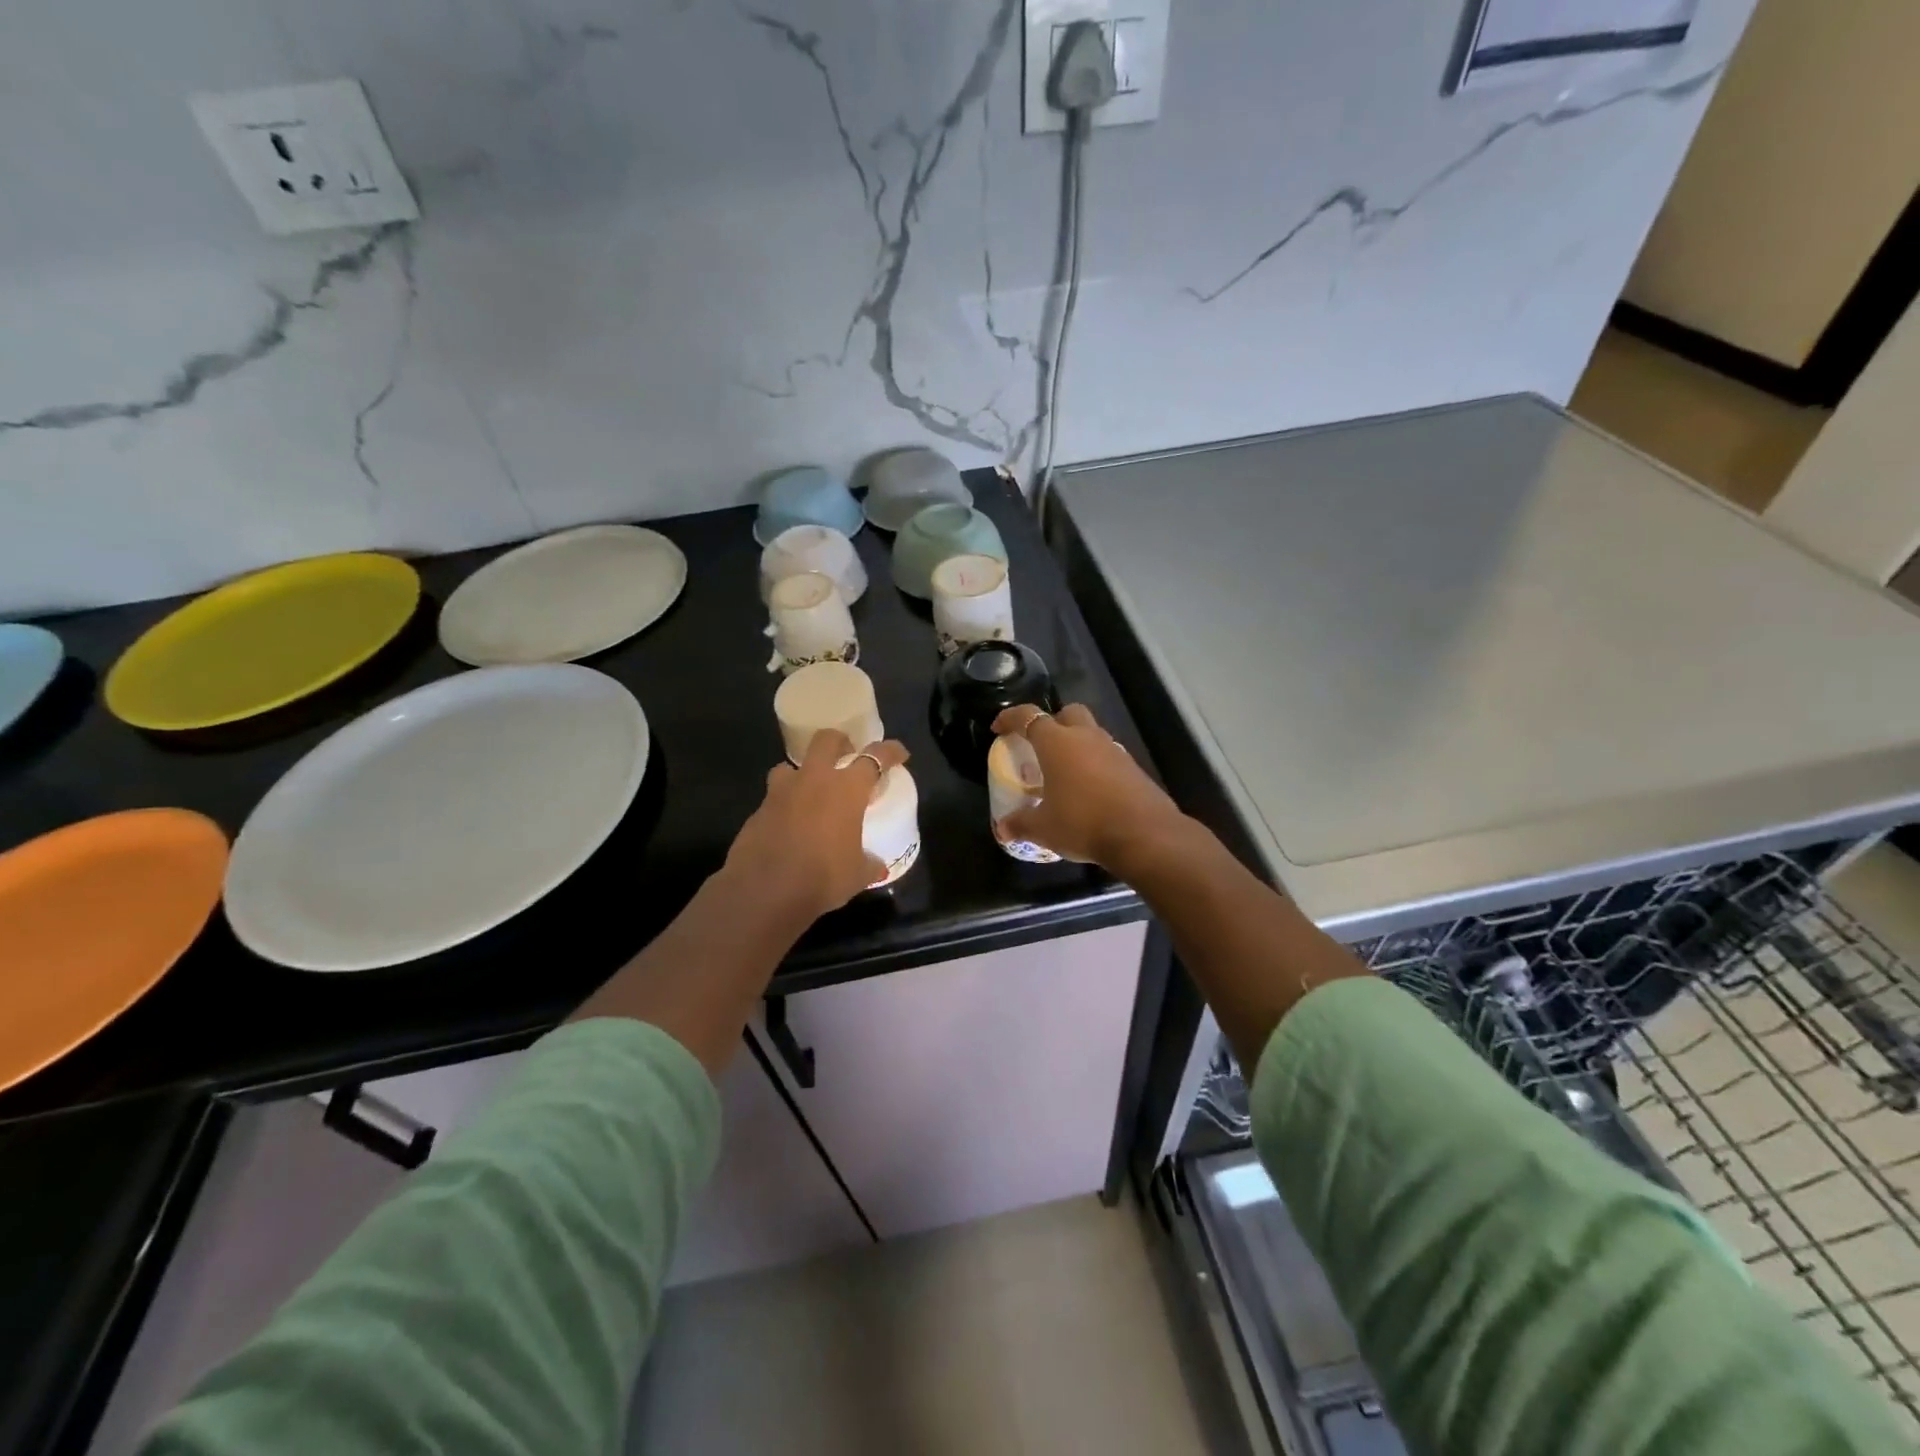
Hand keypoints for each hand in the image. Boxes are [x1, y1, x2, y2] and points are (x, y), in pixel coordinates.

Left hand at [724, 731, 910, 920]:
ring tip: (809, 794)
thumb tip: (877, 865)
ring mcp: (781, 792)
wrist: (765, 891)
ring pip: (790, 766)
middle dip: (839, 742)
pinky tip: (788, 827)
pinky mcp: (757, 811)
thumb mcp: (857, 874)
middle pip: (826, 740)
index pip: (875, 757)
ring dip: (801, 775)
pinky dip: (784, 807)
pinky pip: (773, 799)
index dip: (890, 751)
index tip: (899, 753)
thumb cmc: (823, 877)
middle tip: (847, 756)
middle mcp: (813, 780)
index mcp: (847, 789)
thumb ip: (869, 863)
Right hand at [991, 703, 1186, 871]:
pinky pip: (1107, 756)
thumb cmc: (1083, 823)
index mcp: (1057, 743)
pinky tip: (1090, 789)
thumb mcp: (1044, 828)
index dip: (1010, 718)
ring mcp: (1114, 750)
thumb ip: (1021, 824)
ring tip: (1065, 772)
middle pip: (1068, 713)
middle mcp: (1086, 737)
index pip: (1028, 717)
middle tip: (1041, 745)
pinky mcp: (1133, 767)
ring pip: (1091, 733)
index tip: (998, 728)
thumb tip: (1003, 828)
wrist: (1144, 834)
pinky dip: (1095, 764)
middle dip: (1053, 722)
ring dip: (1077, 744)